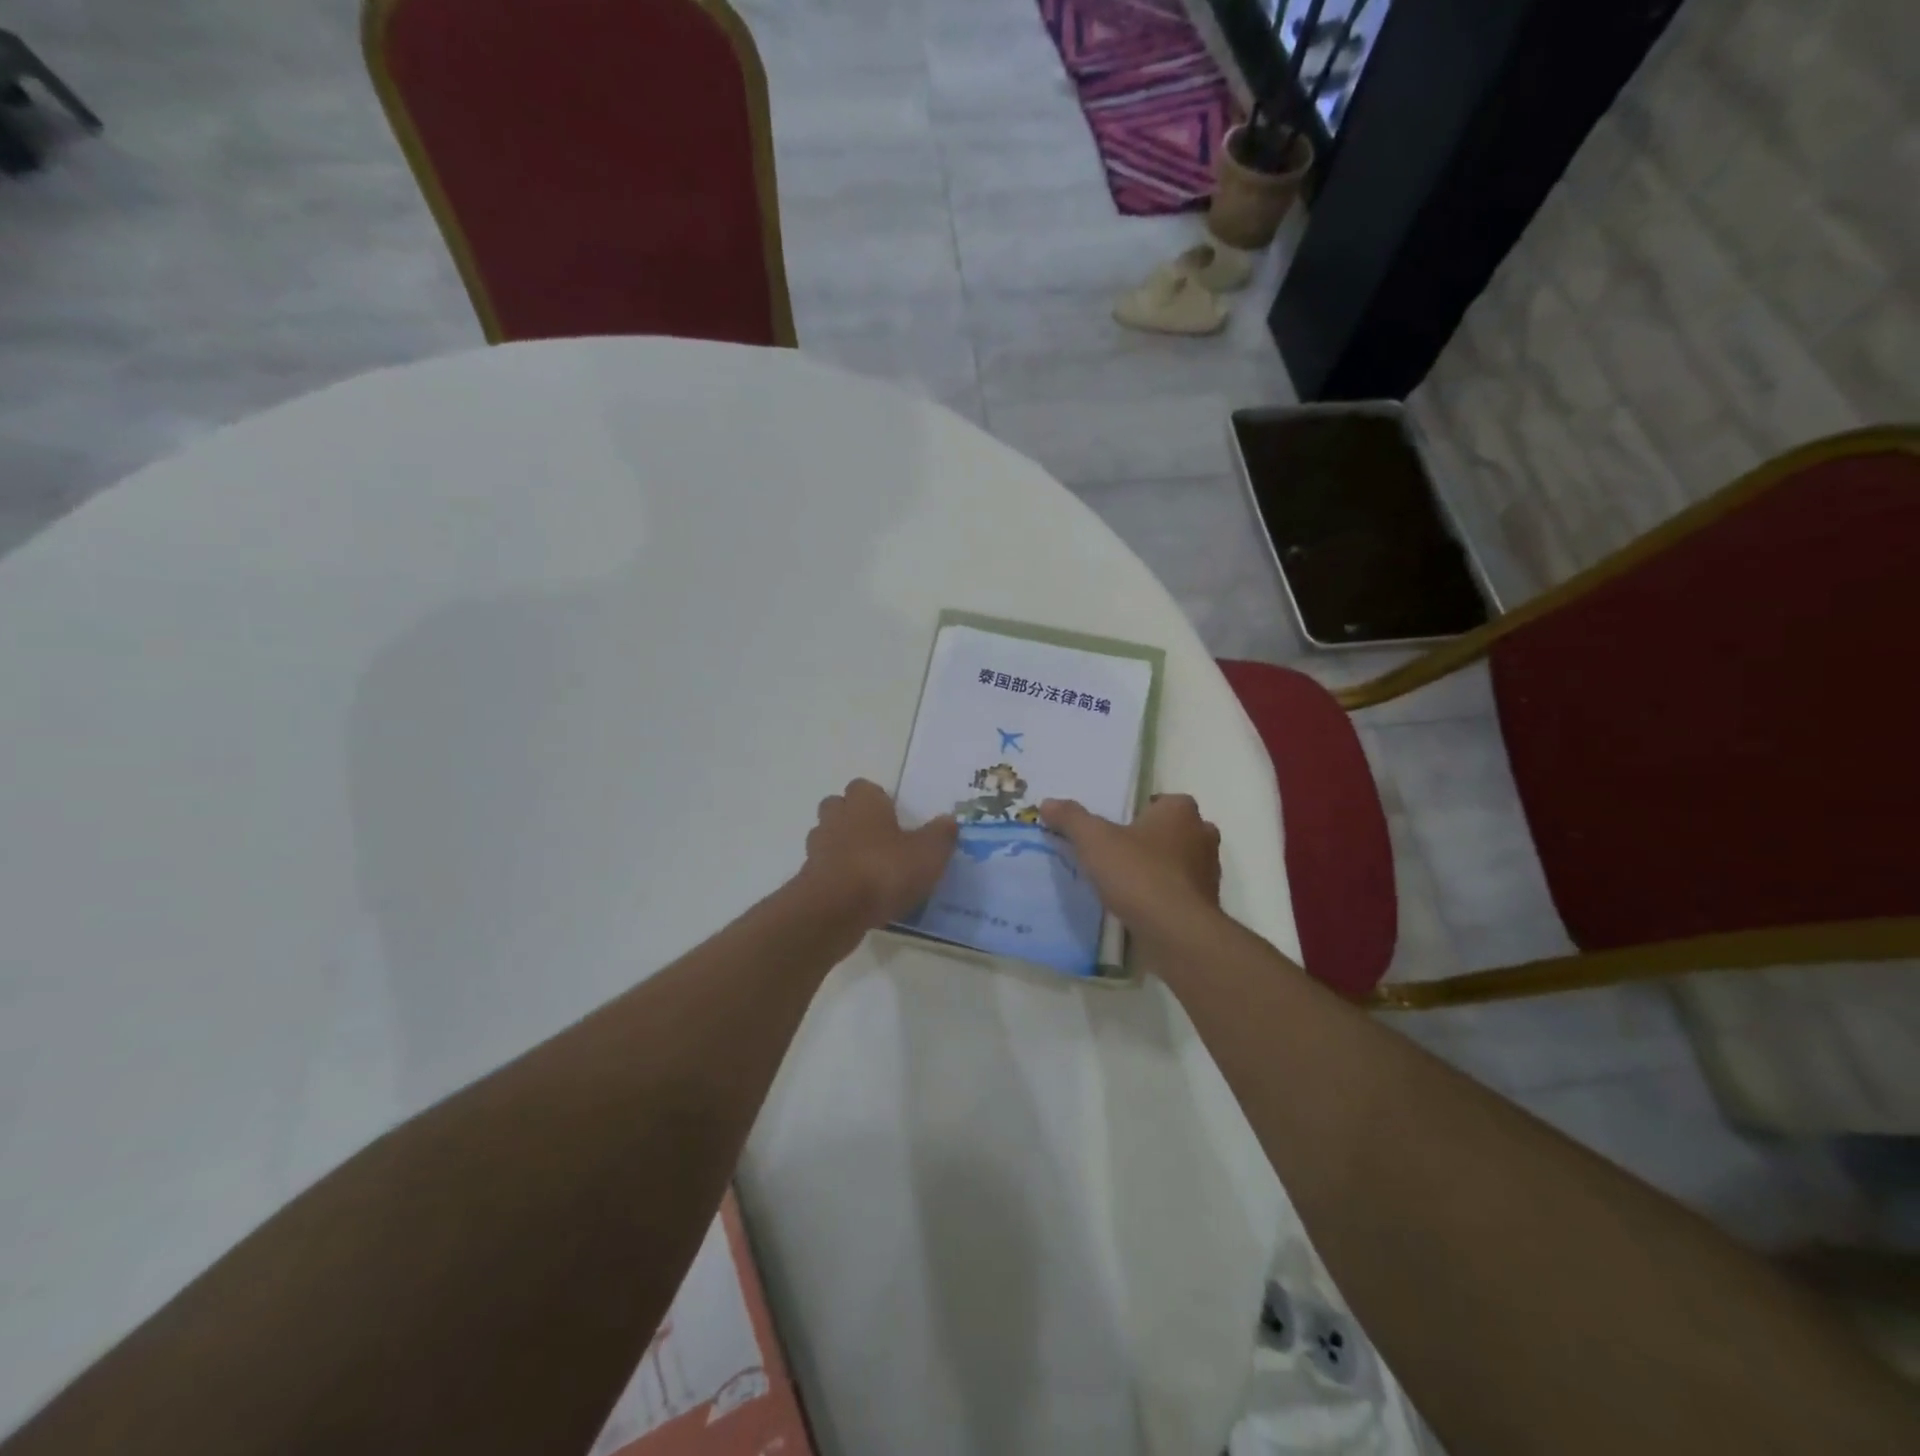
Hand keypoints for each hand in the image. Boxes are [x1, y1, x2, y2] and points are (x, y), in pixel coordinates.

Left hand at [802, 779, 958, 929]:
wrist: (834, 910)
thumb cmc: (884, 870)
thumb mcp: (928, 854)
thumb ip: (940, 835)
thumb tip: (949, 821)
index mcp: (864, 803)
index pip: (864, 787)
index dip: (877, 799)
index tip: (893, 816)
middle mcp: (836, 818)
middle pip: (839, 808)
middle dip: (854, 819)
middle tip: (880, 839)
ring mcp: (817, 849)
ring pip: (828, 839)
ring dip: (844, 849)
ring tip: (870, 870)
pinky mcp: (808, 880)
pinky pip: (825, 871)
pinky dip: (838, 878)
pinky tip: (859, 897)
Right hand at [1040, 793, 1220, 944]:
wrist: (1176, 932)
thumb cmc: (1138, 873)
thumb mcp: (1094, 840)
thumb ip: (1071, 818)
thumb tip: (1047, 802)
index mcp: (1181, 811)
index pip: (1162, 801)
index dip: (1140, 812)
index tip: (1116, 828)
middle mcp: (1202, 835)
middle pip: (1174, 831)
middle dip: (1151, 839)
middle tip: (1120, 852)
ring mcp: (1209, 871)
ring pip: (1180, 861)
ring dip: (1159, 868)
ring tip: (1126, 882)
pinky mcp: (1207, 904)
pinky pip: (1181, 891)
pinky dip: (1164, 895)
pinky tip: (1140, 906)